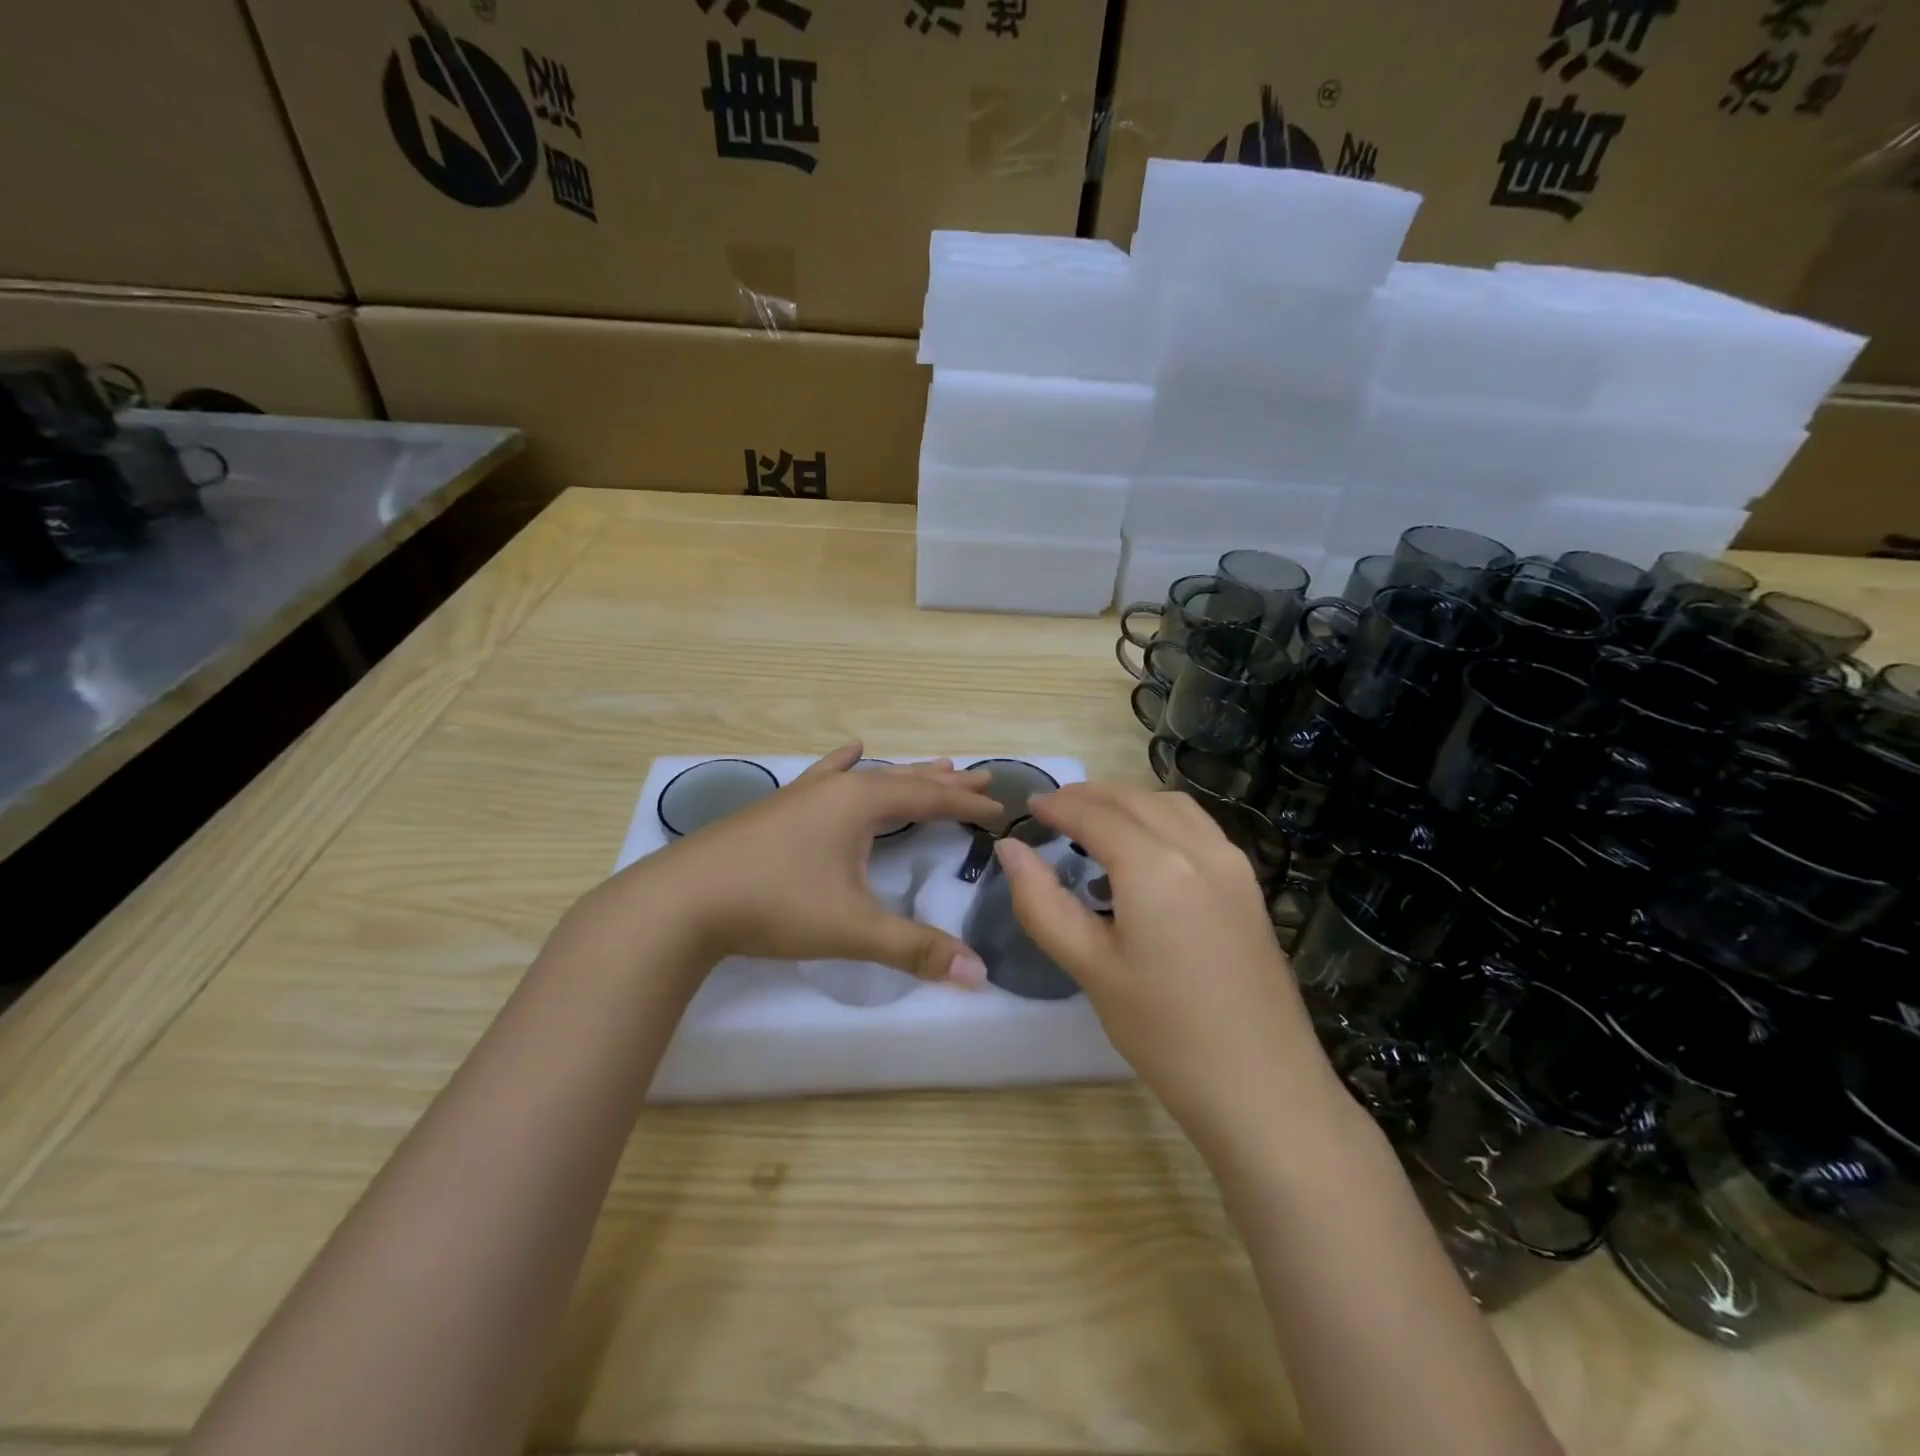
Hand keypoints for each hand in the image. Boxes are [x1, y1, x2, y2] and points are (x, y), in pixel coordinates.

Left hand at [618, 743, 1001, 985]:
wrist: (684, 900)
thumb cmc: (775, 905)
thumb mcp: (852, 929)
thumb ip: (916, 949)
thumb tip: (979, 973)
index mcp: (862, 804)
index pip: (930, 799)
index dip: (967, 805)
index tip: (999, 810)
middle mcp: (838, 788)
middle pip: (905, 779)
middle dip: (946, 782)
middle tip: (982, 776)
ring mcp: (806, 794)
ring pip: (870, 776)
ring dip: (907, 773)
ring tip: (937, 764)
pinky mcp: (780, 807)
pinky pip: (826, 775)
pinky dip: (844, 763)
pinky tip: (851, 749)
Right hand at [994, 783, 1335, 1151]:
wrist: (1263, 1089)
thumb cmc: (1165, 1033)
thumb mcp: (1090, 968)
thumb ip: (1043, 902)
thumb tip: (1009, 848)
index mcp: (1156, 867)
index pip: (1096, 815)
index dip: (1059, 805)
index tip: (1029, 805)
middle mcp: (1199, 849)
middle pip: (1135, 800)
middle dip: (1090, 796)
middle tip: (1052, 809)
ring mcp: (1232, 865)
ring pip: (1171, 806)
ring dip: (1128, 801)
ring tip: (1093, 820)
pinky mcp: (1248, 886)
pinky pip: (1197, 828)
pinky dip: (1160, 818)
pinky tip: (1144, 850)